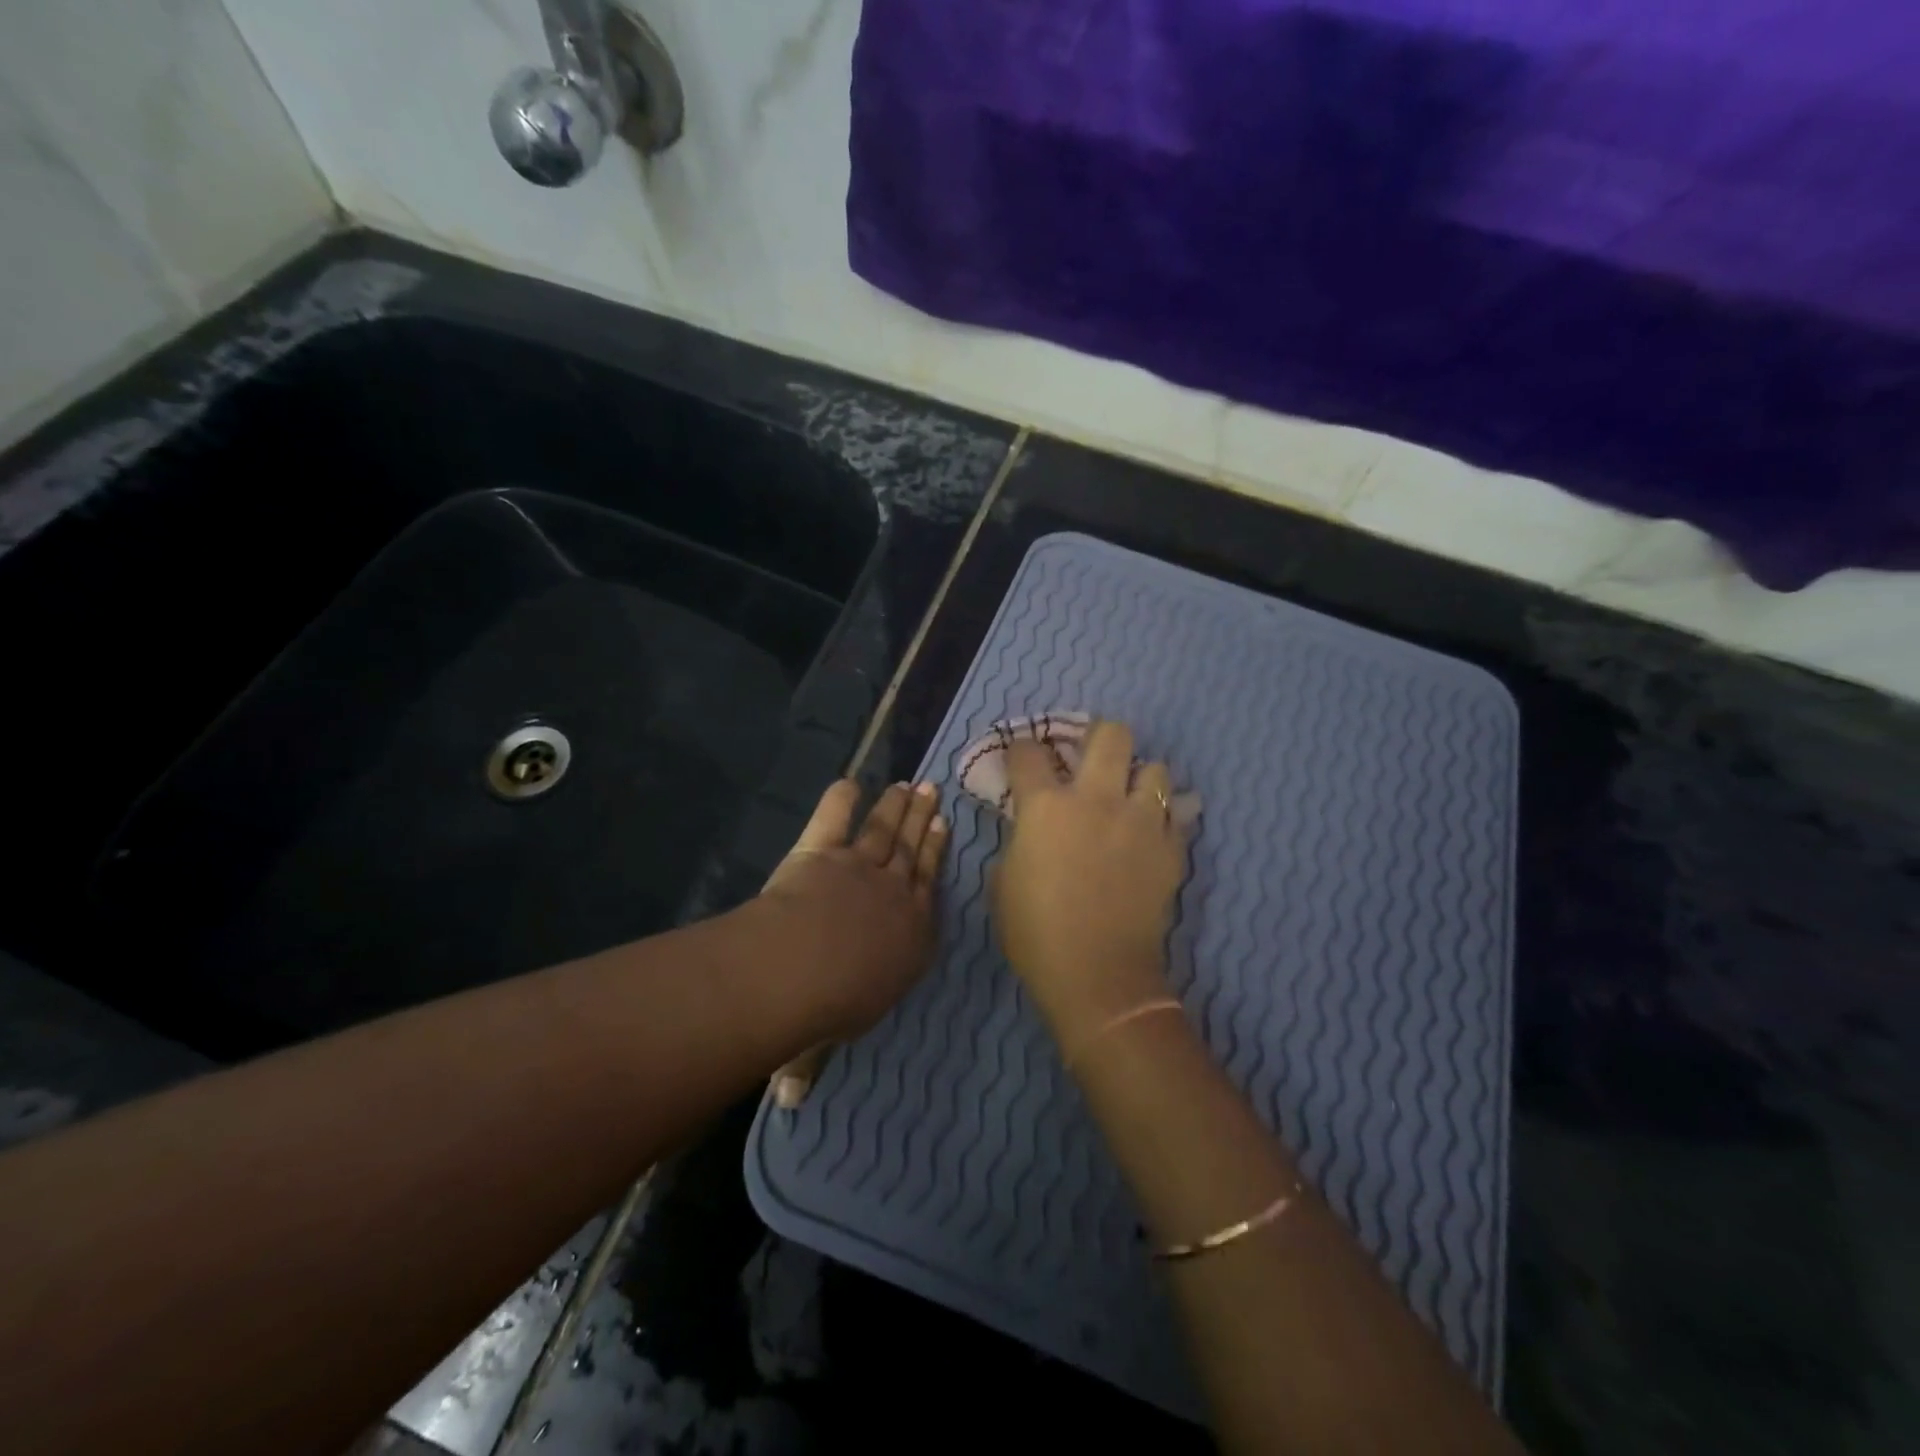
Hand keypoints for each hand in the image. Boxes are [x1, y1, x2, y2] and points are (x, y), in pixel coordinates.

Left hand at [759, 780, 946, 1103]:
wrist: (801, 968)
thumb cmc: (827, 1010)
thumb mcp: (825, 1040)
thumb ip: (809, 1061)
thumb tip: (790, 1102)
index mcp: (910, 937)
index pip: (928, 890)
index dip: (936, 857)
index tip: (943, 829)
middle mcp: (892, 896)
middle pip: (912, 852)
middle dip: (923, 821)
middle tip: (932, 791)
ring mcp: (859, 868)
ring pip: (884, 831)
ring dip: (896, 806)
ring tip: (909, 784)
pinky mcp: (822, 852)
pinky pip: (833, 819)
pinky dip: (840, 799)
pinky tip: (848, 781)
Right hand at [993, 721, 1187, 1036]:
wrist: (1098, 975)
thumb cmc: (1036, 932)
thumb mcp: (1003, 881)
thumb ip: (1018, 840)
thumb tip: (1029, 826)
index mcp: (1046, 806)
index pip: (1029, 753)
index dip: (1021, 750)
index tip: (1021, 759)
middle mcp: (1097, 799)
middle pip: (1111, 734)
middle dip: (1098, 736)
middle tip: (1090, 756)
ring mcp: (1141, 821)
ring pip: (1156, 769)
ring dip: (1139, 779)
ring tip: (1129, 798)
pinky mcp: (1172, 848)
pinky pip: (1176, 815)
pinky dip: (1163, 818)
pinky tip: (1149, 835)